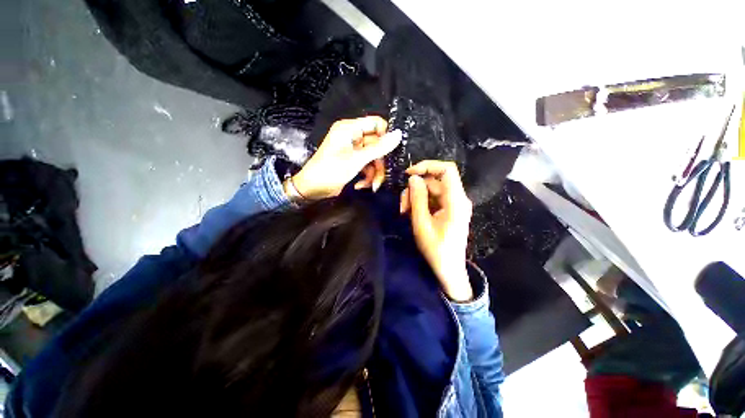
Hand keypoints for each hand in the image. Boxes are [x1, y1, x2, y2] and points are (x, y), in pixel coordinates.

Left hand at [289, 117, 401, 199]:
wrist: (312, 189)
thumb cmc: (331, 171)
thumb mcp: (356, 160)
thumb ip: (378, 148)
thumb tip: (398, 134)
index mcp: (350, 129)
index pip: (376, 124)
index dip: (386, 136)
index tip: (392, 152)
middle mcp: (353, 137)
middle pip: (377, 145)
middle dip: (379, 163)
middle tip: (381, 176)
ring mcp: (354, 150)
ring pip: (374, 158)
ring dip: (375, 172)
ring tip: (372, 185)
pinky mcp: (354, 162)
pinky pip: (367, 165)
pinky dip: (367, 176)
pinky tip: (361, 185)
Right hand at [400, 161, 473, 301]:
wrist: (449, 269)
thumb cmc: (436, 249)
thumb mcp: (422, 223)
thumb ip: (417, 198)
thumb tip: (413, 178)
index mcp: (456, 200)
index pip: (447, 170)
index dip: (428, 166)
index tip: (409, 174)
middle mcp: (457, 198)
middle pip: (434, 182)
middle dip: (415, 190)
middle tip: (402, 206)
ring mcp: (453, 204)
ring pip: (431, 190)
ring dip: (415, 198)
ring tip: (405, 212)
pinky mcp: (449, 210)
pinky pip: (433, 199)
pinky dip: (420, 204)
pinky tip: (411, 214)